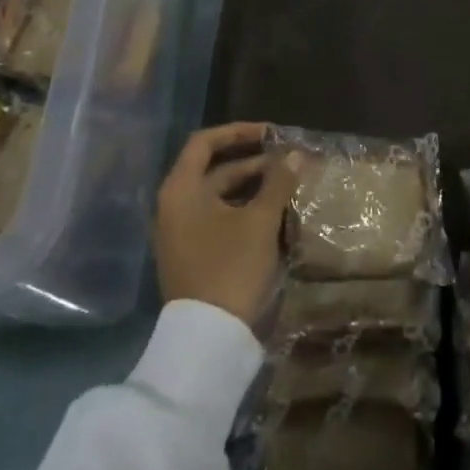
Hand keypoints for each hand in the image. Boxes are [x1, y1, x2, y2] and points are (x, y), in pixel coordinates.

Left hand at [155, 122, 297, 326]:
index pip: (204, 143)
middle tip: (290, 162)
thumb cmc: (231, 267)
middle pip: (215, 170)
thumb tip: (295, 154)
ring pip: (220, 197)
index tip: (271, 134)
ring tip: (288, 187)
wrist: (209, 336)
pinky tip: (274, 216)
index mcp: (181, 191)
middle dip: (254, 163)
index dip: (238, 132)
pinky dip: (245, 210)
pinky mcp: (193, 253)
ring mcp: (181, 232)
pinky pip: (220, 219)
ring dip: (253, 188)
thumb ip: (277, 183)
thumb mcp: (260, 221)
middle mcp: (175, 206)